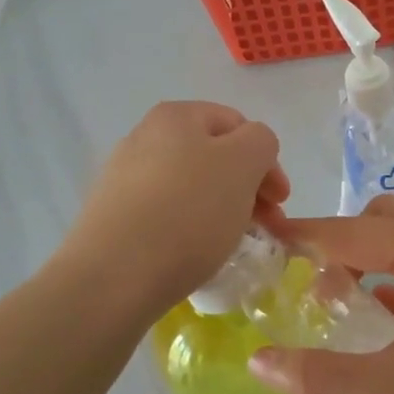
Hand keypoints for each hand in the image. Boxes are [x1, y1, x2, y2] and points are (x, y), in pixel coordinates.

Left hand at [60, 102, 288, 316]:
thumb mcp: (243, 164)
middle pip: (213, 156)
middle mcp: (144, 137)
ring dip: (220, 209)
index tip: (280, 202)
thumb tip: (250, 152)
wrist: (113, 277)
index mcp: (176, 116)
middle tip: (264, 226)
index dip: (266, 160)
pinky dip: (188, 228)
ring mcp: (123, 178)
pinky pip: (164, 214)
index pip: (237, 125)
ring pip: (190, 186)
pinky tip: (194, 254)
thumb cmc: (188, 212)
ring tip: (232, 242)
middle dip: (246, 187)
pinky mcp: (112, 217)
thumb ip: (260, 142)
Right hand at [248, 196, 393, 393]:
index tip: (270, 234)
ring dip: (373, 254)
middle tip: (310, 277)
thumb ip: (318, 373)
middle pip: (387, 219)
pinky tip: (380, 312)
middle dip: (344, 239)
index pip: (357, 232)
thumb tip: (256, 361)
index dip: (310, 233)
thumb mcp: (389, 392)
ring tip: (340, 296)